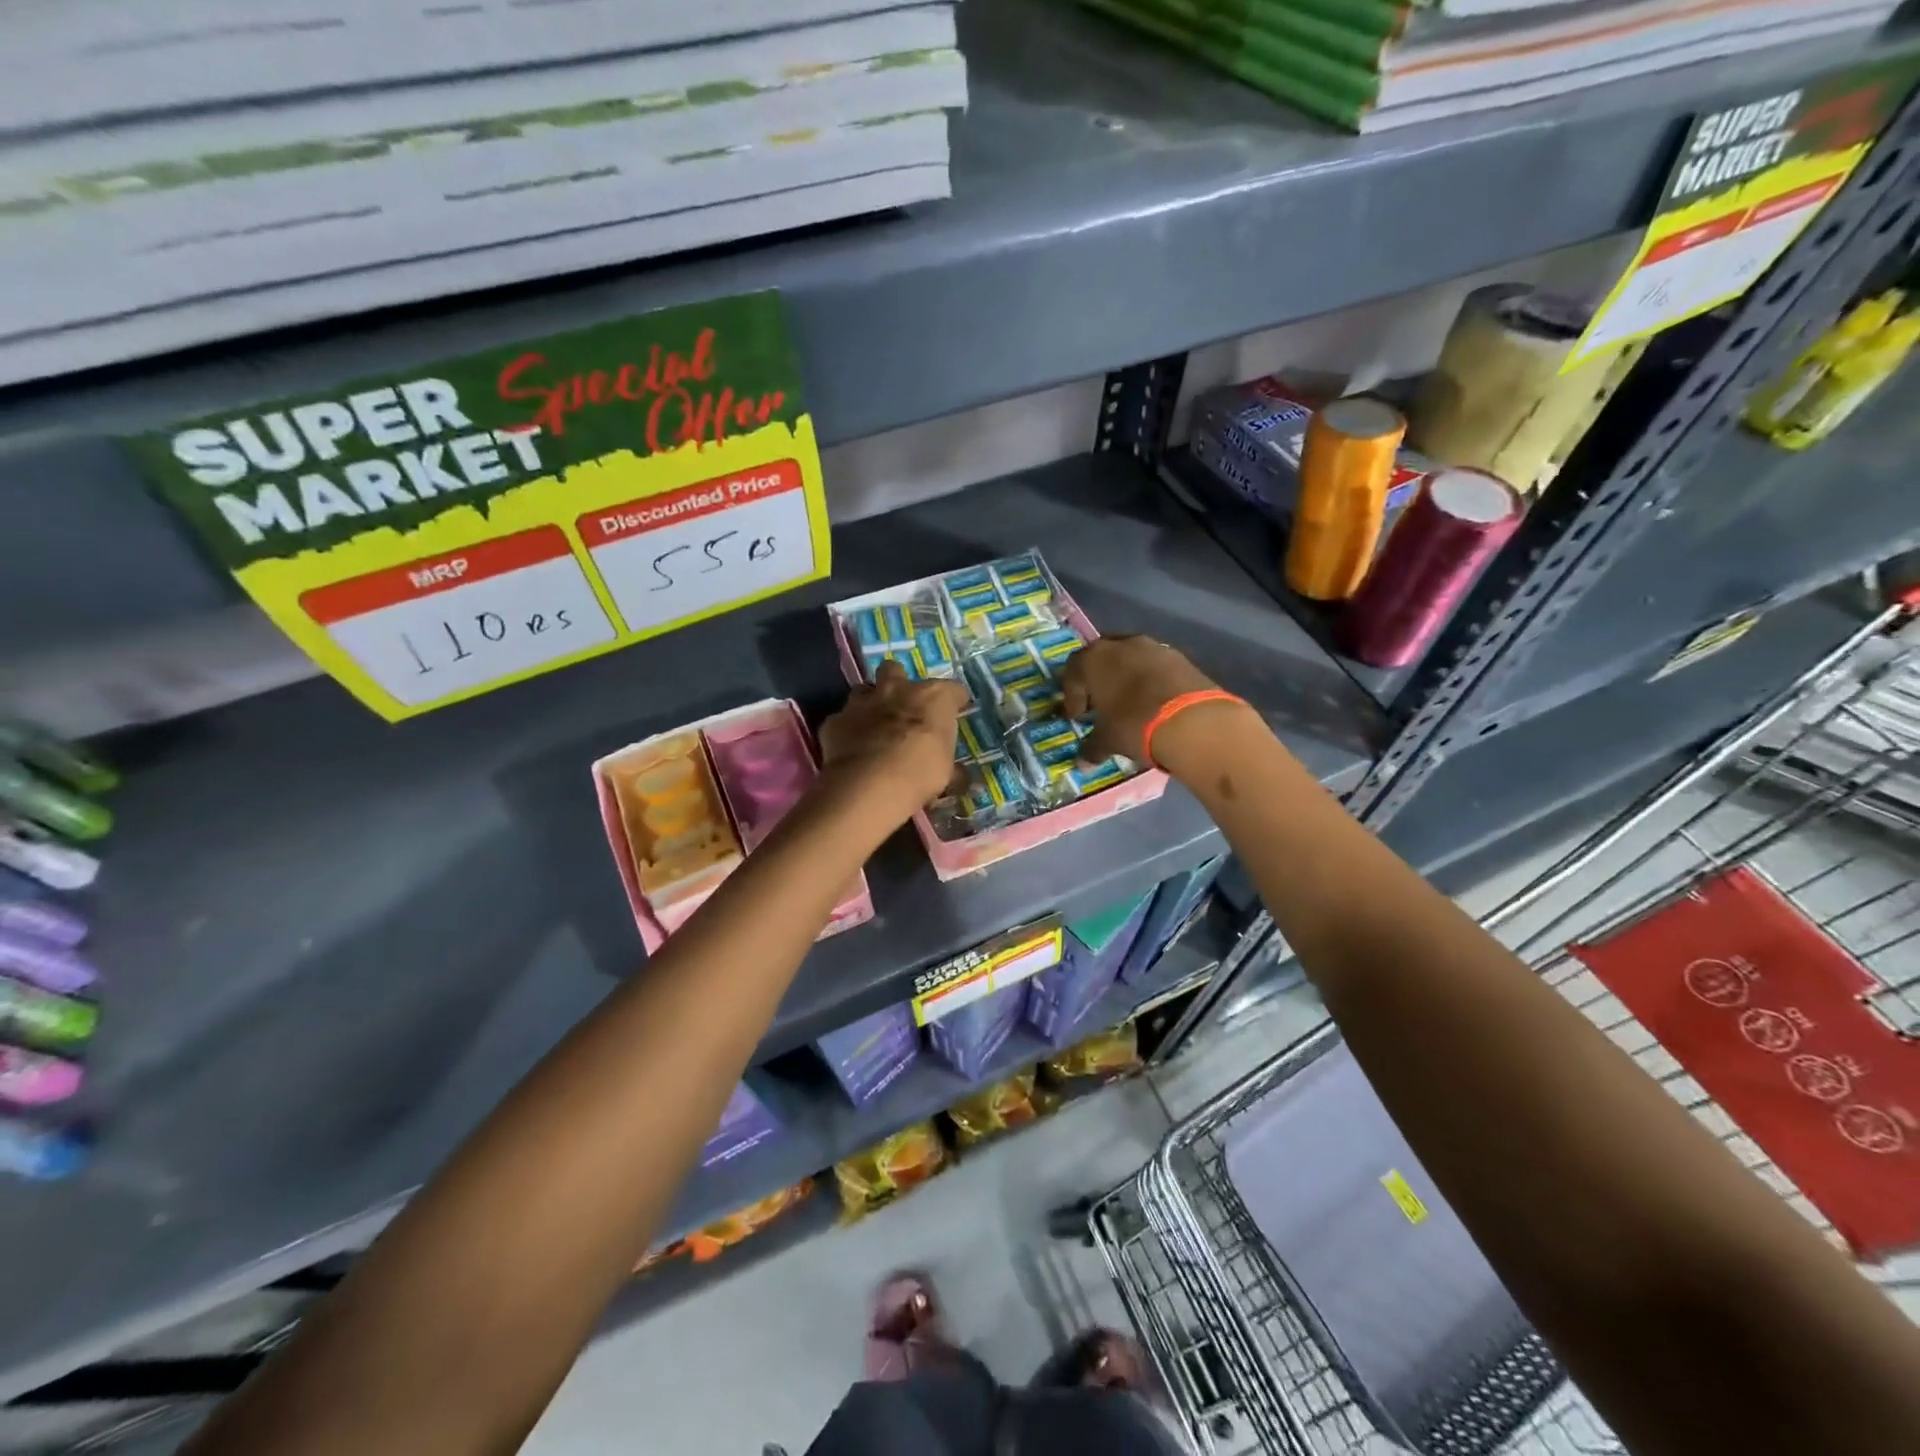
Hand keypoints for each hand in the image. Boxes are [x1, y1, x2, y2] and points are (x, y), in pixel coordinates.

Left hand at [817, 662, 970, 818]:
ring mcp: (862, 702)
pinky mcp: (835, 720)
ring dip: (870, 703)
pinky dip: (847, 730)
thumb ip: (952, 769)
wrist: (870, 783)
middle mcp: (897, 689)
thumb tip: (960, 777)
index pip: (953, 690)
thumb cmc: (920, 773)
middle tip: (903, 707)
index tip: (955, 713)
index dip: (954, 702)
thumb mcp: (946, 774)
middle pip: (896, 670)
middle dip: (899, 684)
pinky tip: (851, 747)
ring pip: (864, 690)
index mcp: (933, 697)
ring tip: (874, 725)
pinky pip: (842, 719)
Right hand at [1060, 636, 1244, 767]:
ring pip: (1130, 658)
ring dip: (1125, 677)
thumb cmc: (1135, 725)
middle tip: (1100, 705)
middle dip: (1098, 680)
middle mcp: (1121, 645)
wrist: (1193, 721)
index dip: (1072, 695)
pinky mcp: (1181, 657)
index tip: (1078, 717)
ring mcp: (1154, 647)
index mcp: (1094, 660)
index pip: (1073, 672)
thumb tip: (1082, 762)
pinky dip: (1150, 681)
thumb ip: (1092, 748)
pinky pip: (1156, 666)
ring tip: (1129, 704)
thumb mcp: (1108, 741)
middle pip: (1101, 658)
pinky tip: (1155, 703)